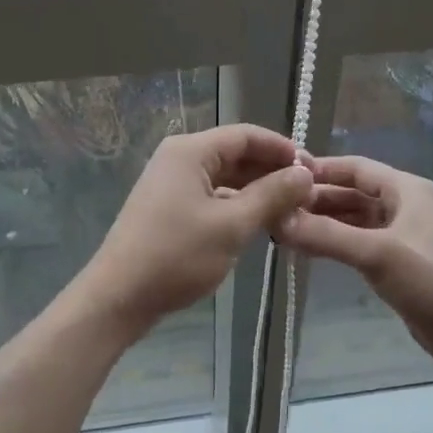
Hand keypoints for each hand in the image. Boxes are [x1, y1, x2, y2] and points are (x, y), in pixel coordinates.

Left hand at [82, 124, 312, 332]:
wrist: (119, 297)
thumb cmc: (176, 255)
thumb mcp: (232, 225)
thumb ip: (272, 195)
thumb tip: (305, 173)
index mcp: (191, 151)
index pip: (247, 135)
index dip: (283, 149)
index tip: (314, 170)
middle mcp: (180, 157)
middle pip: (236, 153)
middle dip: (272, 171)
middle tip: (307, 195)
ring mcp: (172, 182)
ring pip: (226, 177)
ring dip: (257, 190)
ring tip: (291, 211)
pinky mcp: (170, 206)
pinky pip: (212, 194)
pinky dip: (237, 204)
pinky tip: (260, 223)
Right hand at [278, 156, 432, 377]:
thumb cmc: (431, 280)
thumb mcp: (377, 253)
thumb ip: (326, 235)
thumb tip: (277, 219)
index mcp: (406, 189)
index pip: (355, 167)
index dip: (320, 169)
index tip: (282, 175)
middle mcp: (404, 205)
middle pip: (352, 193)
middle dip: (317, 199)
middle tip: (277, 209)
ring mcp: (402, 234)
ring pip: (354, 219)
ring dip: (324, 222)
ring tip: (286, 230)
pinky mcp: (399, 262)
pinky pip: (359, 242)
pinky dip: (336, 243)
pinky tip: (310, 250)